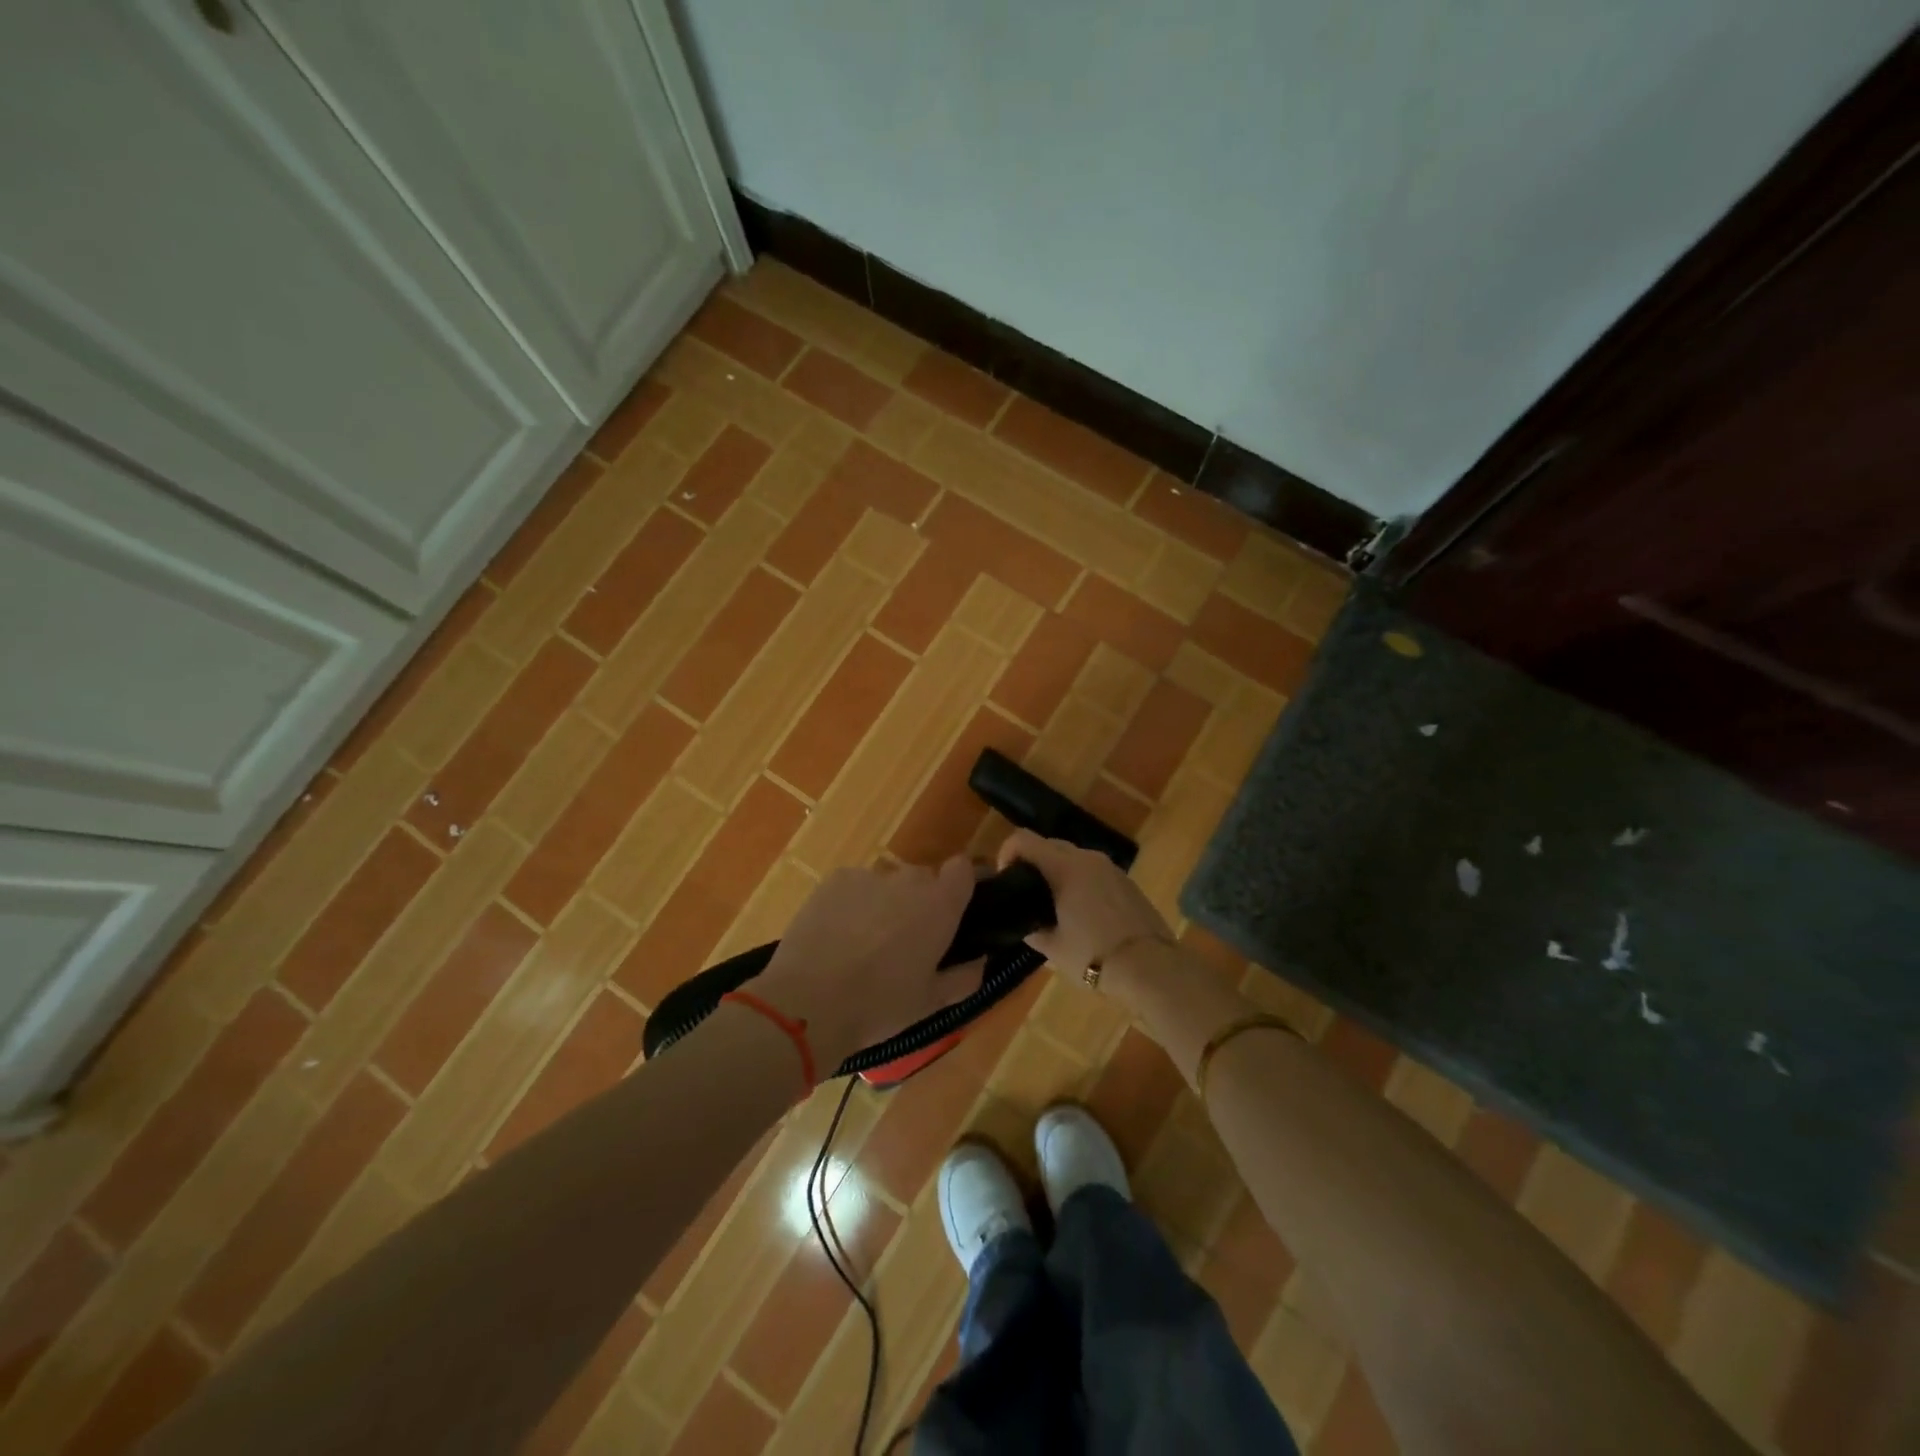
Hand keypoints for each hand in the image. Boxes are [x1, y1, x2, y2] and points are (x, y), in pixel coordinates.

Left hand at [752, 857, 985, 1074]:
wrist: (809, 1002)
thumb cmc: (880, 1005)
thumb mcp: (931, 1003)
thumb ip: (964, 977)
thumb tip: (979, 961)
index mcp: (940, 905)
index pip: (963, 869)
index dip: (961, 884)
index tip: (956, 908)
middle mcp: (908, 880)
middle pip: (923, 879)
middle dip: (919, 902)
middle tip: (906, 941)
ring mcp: (868, 876)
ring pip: (886, 884)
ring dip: (884, 903)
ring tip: (864, 943)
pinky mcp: (834, 880)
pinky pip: (854, 886)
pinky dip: (852, 903)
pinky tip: (837, 936)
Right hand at [996, 830, 1171, 990]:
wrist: (1151, 968)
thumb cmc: (1093, 956)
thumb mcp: (1053, 948)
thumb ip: (1032, 930)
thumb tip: (1026, 924)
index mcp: (1065, 867)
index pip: (1024, 839)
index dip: (1007, 852)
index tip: (1005, 878)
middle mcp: (1088, 858)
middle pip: (1049, 844)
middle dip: (1033, 861)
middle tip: (1026, 893)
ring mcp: (1111, 868)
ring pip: (1074, 857)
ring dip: (1058, 871)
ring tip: (1054, 904)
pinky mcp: (1127, 882)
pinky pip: (1094, 872)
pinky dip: (1081, 881)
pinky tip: (1082, 912)